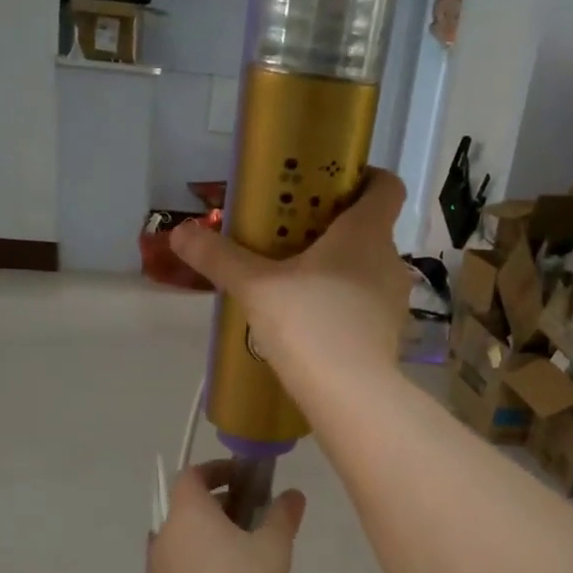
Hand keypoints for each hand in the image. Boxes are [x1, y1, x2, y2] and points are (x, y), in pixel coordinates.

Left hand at [145, 462, 305, 572]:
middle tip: (250, 521)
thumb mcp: (274, 549)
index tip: (243, 480)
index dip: (216, 471)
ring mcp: (154, 569)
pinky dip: (196, 567)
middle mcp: (163, 534)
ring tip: (239, 558)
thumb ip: (282, 516)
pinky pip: (176, 570)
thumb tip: (292, 495)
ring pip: (181, 540)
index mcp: (187, 512)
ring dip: (206, 539)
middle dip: (217, 508)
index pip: (192, 475)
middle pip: (186, 508)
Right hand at [170, 168, 413, 390]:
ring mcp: (394, 300)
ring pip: (368, 269)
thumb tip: (179, 231)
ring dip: (340, 269)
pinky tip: (312, 322)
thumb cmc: (309, 324)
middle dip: (336, 228)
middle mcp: (390, 259)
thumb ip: (219, 257)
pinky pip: (367, 304)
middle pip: (371, 228)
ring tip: (298, 283)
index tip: (334, 184)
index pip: (387, 185)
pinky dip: (345, 304)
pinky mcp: (390, 334)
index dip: (367, 177)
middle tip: (294, 236)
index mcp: (366, 232)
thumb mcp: (257, 287)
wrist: (352, 396)